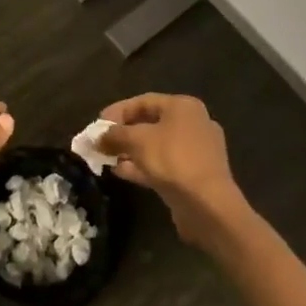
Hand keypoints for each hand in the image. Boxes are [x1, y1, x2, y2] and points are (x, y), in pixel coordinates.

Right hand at [98, 94, 254, 251]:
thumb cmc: (172, 160)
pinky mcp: (194, 174)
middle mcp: (193, 124)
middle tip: (101, 143)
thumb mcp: (137, 140)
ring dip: (130, 151)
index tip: (97, 124)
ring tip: (107, 159)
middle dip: (123, 134)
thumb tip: (97, 137)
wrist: (207, 204)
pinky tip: (121, 172)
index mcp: (183, 107)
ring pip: (156, 146)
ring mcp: (196, 151)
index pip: (144, 101)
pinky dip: (143, 166)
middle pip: (150, 123)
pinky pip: (163, 164)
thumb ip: (115, 135)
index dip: (117, 111)